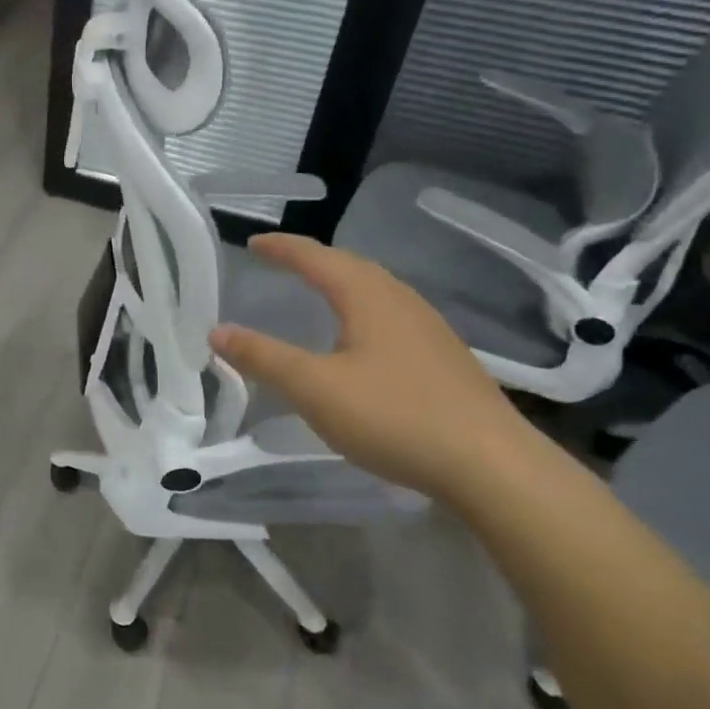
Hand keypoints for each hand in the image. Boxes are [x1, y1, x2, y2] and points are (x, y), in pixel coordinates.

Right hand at [209, 235, 532, 501]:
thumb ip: (264, 357)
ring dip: (341, 282)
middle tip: (281, 262)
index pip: (316, 257)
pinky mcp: (444, 357)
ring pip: (376, 289)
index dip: (282, 248)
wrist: (492, 465)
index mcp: (368, 296)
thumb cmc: (395, 416)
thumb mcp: (315, 388)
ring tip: (317, 291)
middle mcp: (401, 300)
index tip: (253, 243)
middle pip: (351, 265)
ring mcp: (429, 328)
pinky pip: (391, 314)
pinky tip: (360, 339)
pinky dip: (361, 309)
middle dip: (312, 260)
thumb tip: (218, 331)